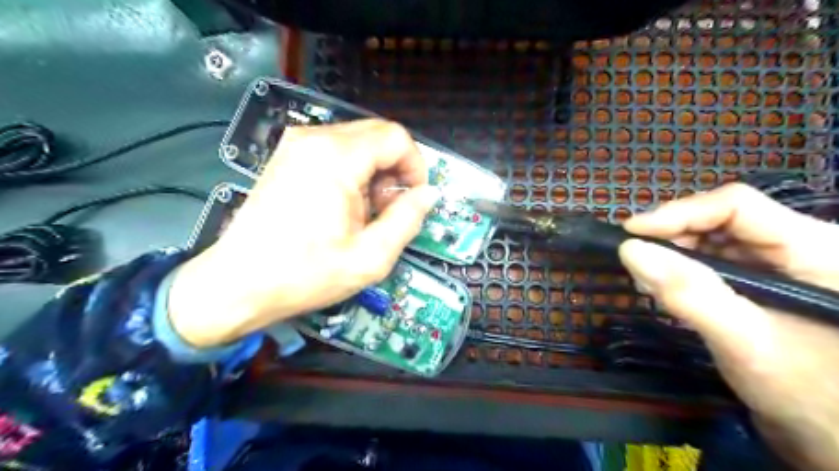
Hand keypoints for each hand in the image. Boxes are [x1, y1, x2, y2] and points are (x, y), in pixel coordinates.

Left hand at [163, 122, 439, 347]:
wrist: (238, 283)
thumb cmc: (304, 274)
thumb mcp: (370, 257)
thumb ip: (408, 220)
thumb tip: (428, 194)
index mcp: (336, 158)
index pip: (396, 137)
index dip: (415, 166)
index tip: (414, 198)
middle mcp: (315, 139)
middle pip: (378, 135)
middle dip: (395, 169)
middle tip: (389, 209)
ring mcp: (297, 145)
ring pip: (359, 142)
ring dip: (374, 173)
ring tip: (365, 213)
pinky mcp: (288, 156)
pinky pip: (336, 151)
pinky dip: (353, 172)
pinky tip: (344, 205)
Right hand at [619, 181, 837, 469]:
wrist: (834, 439)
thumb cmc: (809, 395)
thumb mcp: (745, 342)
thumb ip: (689, 293)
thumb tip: (629, 250)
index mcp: (815, 248)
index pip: (735, 206)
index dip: (679, 213)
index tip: (630, 233)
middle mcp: (798, 246)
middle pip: (721, 219)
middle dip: (672, 235)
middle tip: (634, 258)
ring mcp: (780, 266)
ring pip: (714, 239)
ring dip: (673, 253)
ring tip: (645, 277)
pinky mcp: (762, 284)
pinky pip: (714, 263)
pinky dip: (682, 271)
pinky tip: (664, 287)